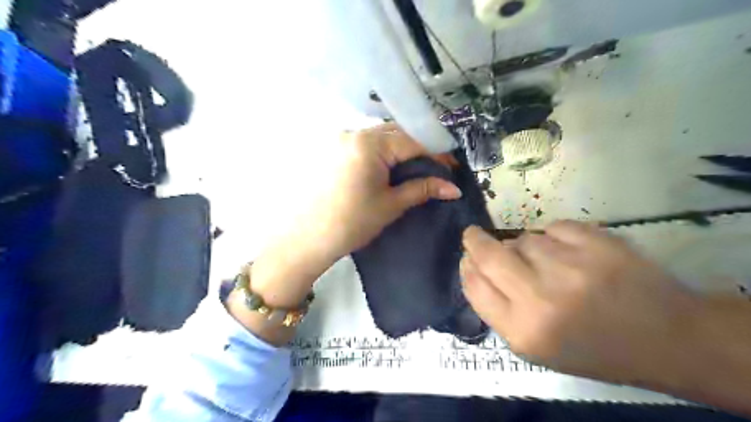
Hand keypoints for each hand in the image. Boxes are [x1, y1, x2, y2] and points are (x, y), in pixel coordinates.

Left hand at [301, 122, 460, 260]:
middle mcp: (353, 133)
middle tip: (435, 168)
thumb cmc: (352, 222)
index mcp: (369, 144)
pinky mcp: (333, 149)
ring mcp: (340, 139)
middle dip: (419, 148)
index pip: (412, 141)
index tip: (452, 168)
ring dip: (401, 149)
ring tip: (415, 168)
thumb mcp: (391, 204)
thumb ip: (423, 189)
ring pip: (380, 137)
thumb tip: (454, 188)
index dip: (436, 153)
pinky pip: (365, 144)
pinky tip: (390, 167)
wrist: (308, 238)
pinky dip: (383, 152)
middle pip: (396, 133)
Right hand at [462, 222, 701, 385]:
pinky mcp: (597, 243)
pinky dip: (555, 235)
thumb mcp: (536, 347)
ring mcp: (570, 267)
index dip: (466, 267)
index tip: (467, 257)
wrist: (666, 339)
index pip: (475, 286)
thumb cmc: (593, 349)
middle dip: (474, 241)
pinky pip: (554, 226)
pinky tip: (571, 251)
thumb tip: (475, 266)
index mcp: (524, 331)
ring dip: (526, 247)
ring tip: (550, 263)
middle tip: (473, 235)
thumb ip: (499, 309)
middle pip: (489, 256)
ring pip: (524, 239)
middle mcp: (541, 299)